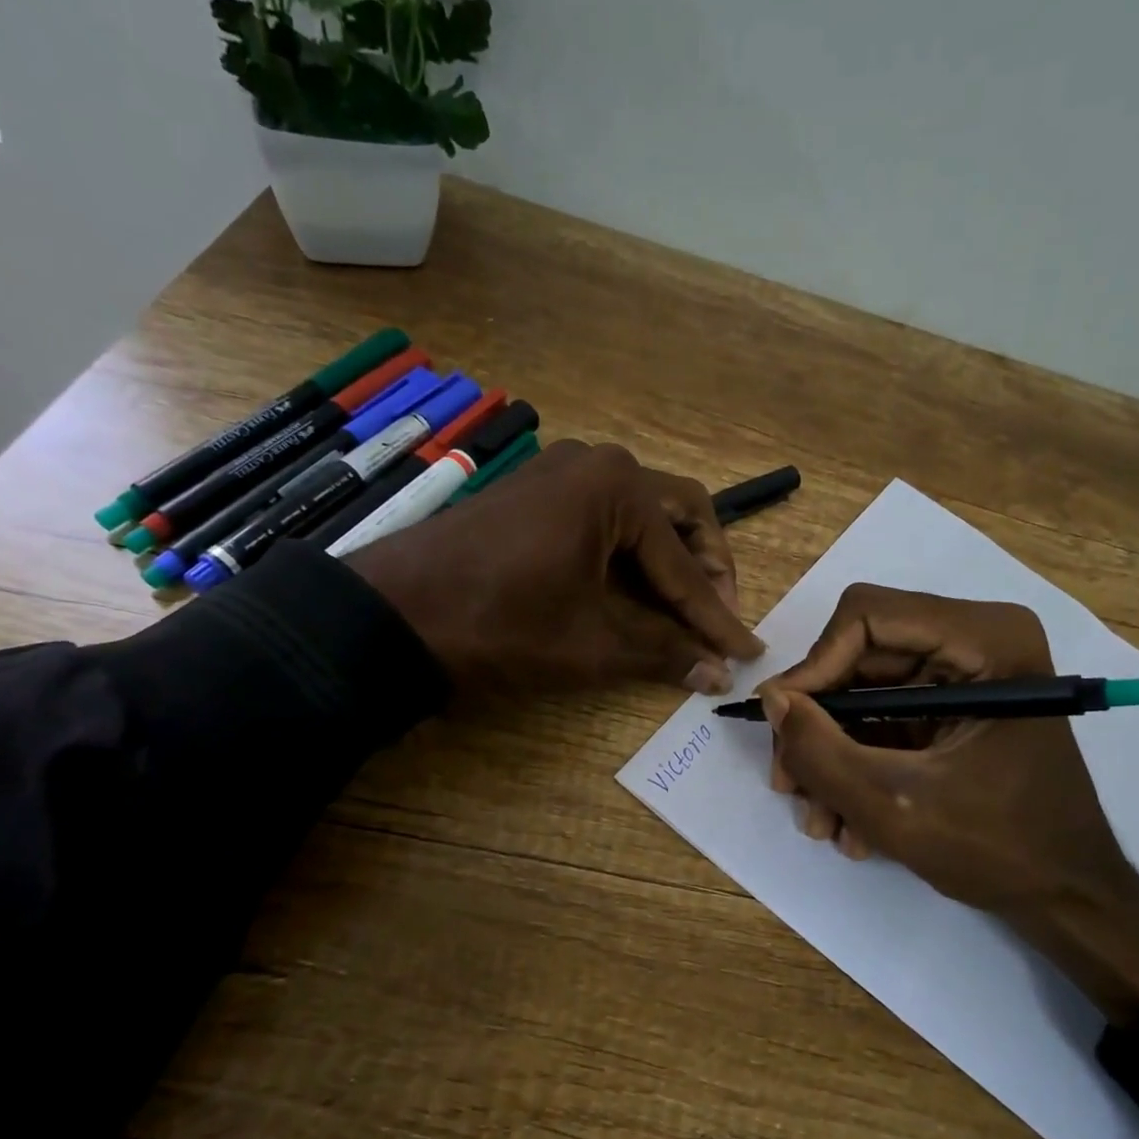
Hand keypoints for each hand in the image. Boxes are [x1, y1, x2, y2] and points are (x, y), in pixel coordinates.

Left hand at [346, 440, 763, 695]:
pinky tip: (632, 591)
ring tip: (682, 611)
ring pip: (641, 514)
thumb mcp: (591, 644)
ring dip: (669, 560)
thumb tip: (718, 675)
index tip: (746, 652)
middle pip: (679, 515)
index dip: (718, 615)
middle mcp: (597, 463)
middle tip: (716, 618)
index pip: (686, 564)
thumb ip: (664, 653)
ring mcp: (561, 472)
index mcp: (618, 487)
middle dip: (705, 568)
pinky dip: (628, 554)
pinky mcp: (535, 492)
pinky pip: (603, 517)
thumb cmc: (501, 625)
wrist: (392, 616)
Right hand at [759, 585, 1138, 1023]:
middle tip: (788, 783)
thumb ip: (821, 750)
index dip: (814, 667)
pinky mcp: (953, 709)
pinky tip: (849, 823)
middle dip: (818, 725)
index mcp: (985, 639)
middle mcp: (975, 641)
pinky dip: (859, 765)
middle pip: (859, 657)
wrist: (1069, 900)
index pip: (867, 617)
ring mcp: (964, 676)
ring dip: (832, 755)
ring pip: (864, 693)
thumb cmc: (1001, 849)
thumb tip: (770, 697)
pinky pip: (884, 720)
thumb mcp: (895, 804)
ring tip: (821, 821)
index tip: (783, 725)